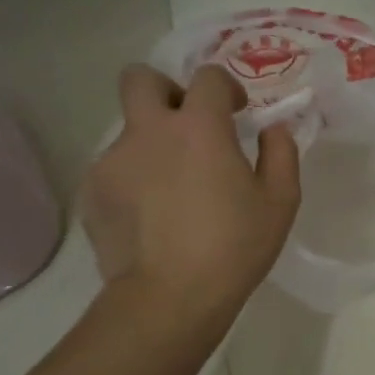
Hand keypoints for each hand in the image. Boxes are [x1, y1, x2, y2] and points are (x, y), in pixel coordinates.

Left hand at [80, 64, 300, 319]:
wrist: (169, 297)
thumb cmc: (234, 246)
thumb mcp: (280, 201)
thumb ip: (281, 153)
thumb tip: (274, 128)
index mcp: (199, 127)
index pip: (207, 77)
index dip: (225, 87)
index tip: (236, 112)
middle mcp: (149, 131)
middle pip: (140, 79)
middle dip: (165, 90)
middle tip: (188, 126)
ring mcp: (113, 160)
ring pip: (129, 131)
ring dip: (154, 145)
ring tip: (175, 190)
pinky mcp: (92, 192)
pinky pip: (116, 169)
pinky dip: (136, 180)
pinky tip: (154, 216)